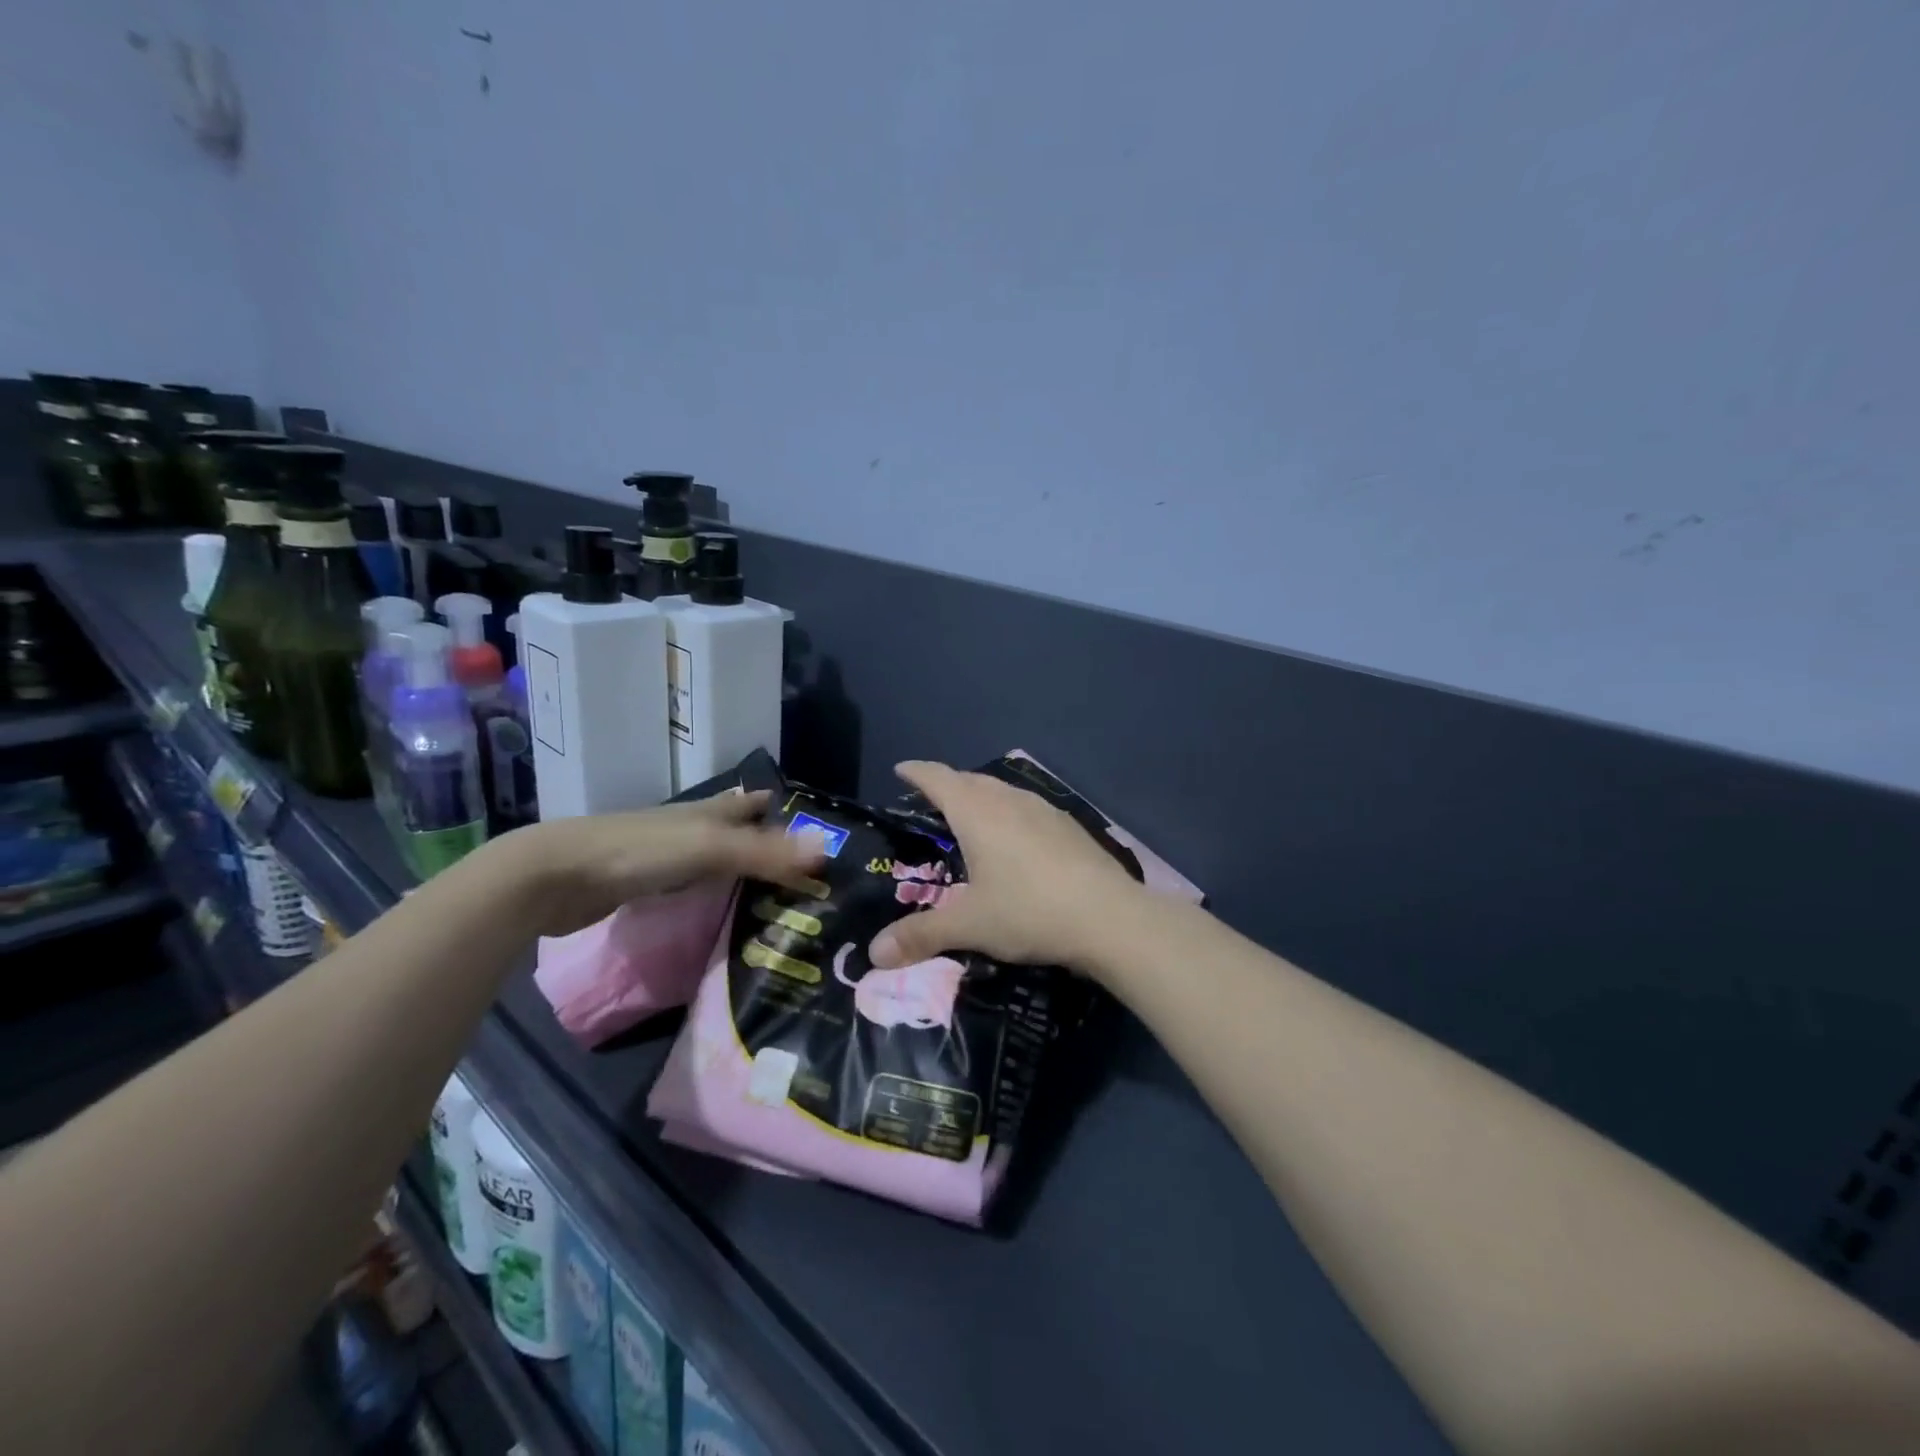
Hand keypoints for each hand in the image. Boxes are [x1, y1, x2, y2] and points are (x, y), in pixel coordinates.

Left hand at [495, 791, 826, 938]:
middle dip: (764, 840)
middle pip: (734, 828)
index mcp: (707, 812)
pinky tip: (721, 909)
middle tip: (802, 869)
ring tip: (772, 892)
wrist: (556, 876)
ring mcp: (663, 857)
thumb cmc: (638, 853)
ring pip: (713, 858)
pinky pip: (691, 885)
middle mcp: (689, 828)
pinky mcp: (642, 886)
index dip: (779, 809)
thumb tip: (826, 849)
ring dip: (739, 868)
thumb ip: (765, 852)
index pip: (751, 803)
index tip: (813, 827)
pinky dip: (712, 893)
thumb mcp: (709, 850)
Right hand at [869, 761, 1144, 974]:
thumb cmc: (1029, 911)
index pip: (939, 779)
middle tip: (931, 802)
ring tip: (971, 818)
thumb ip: (921, 935)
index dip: (917, 772)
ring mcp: (1044, 810)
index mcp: (978, 812)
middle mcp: (1010, 800)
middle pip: (971, 780)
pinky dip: (1009, 813)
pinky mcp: (1069, 826)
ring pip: (1003, 791)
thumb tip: (874, 953)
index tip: (900, 769)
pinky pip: (1027, 808)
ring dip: (981, 796)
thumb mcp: (970, 925)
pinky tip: (1016, 840)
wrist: (1110, 918)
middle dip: (948, 785)